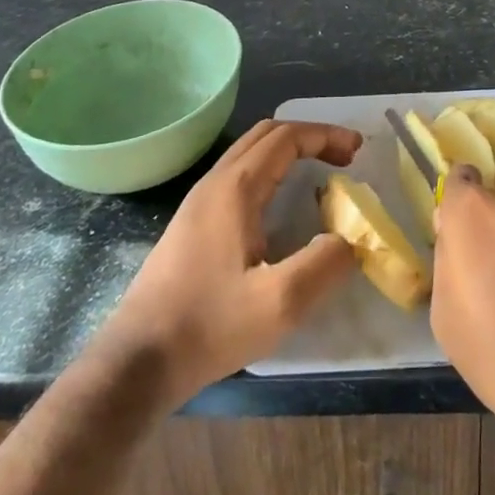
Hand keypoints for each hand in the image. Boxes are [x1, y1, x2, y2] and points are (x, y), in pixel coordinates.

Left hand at [99, 120, 362, 404]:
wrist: (137, 360)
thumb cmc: (209, 326)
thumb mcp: (279, 304)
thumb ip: (324, 265)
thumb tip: (351, 239)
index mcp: (236, 188)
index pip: (287, 137)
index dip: (325, 135)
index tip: (357, 149)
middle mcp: (215, 182)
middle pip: (266, 134)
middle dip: (310, 137)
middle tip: (343, 158)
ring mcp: (198, 201)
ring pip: (249, 153)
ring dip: (288, 152)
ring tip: (319, 174)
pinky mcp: (191, 223)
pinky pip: (238, 175)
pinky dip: (270, 170)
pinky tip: (281, 206)